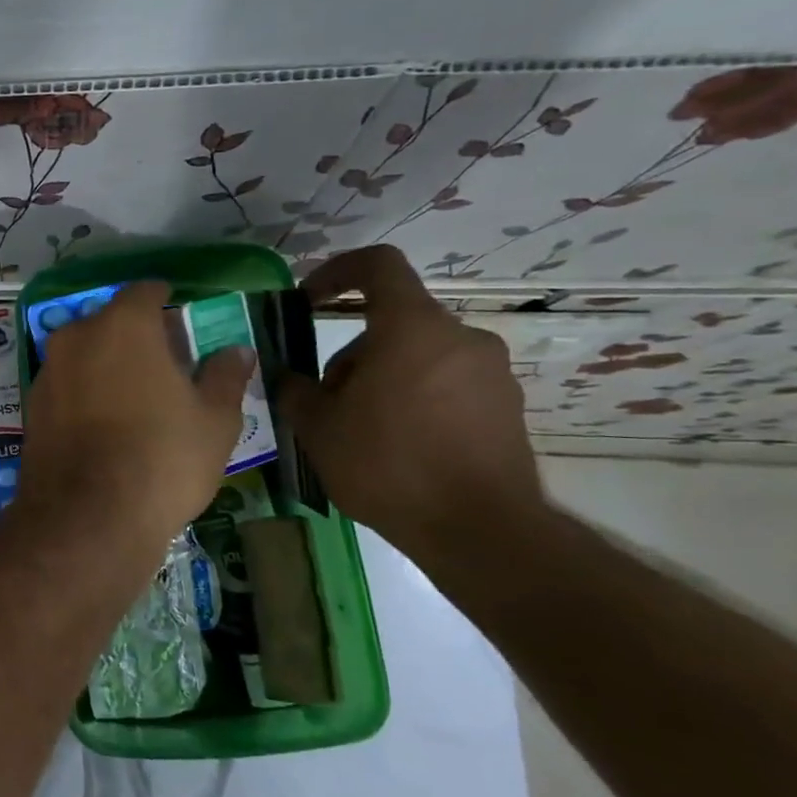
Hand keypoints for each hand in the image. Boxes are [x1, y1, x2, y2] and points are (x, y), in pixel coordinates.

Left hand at [15, 282, 254, 552]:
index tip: (181, 321)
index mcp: (122, 324)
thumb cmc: (162, 459)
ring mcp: (47, 372)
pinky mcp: (30, 407)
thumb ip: (225, 376)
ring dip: (107, 365)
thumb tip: (236, 351)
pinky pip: (66, 386)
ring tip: (135, 400)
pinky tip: (104, 426)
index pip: (146, 292)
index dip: (166, 302)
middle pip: (111, 322)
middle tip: (166, 367)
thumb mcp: (214, 419)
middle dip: (136, 337)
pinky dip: (84, 393)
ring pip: (84, 354)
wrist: (85, 518)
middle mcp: (76, 336)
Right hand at [277, 247, 542, 560]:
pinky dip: (415, 400)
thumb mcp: (317, 428)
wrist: (479, 530)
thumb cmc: (388, 465)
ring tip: (360, 432)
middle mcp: (460, 338)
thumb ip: (296, 390)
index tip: (308, 299)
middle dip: (352, 354)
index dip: (337, 272)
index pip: (378, 266)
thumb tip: (289, 376)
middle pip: (393, 323)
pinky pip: (447, 385)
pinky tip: (398, 447)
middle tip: (326, 401)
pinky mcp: (507, 407)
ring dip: (382, 379)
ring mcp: (491, 373)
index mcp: (412, 329)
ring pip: (419, 356)